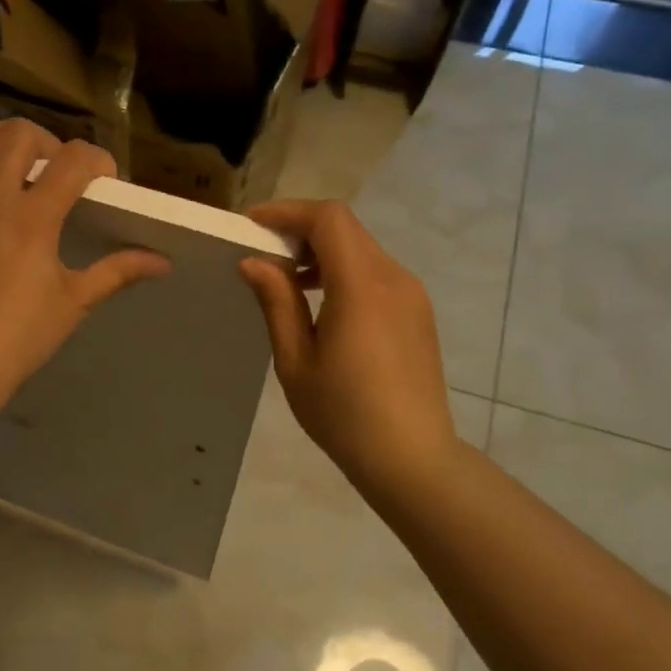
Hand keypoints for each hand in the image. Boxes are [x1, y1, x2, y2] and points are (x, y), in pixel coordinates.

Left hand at [0, 120, 170, 396]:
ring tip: (3, 151)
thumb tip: (163, 262)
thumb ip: (117, 271)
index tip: (102, 177)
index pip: (73, 162)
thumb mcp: (74, 301)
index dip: (96, 160)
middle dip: (45, 141)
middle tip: (52, 167)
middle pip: (17, 136)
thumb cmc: (20, 335)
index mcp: (33, 216)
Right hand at [238, 200, 462, 499]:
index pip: (328, 220)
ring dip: (323, 251)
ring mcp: (411, 294)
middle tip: (264, 252)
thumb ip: (277, 303)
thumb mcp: (296, 361)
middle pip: (346, 228)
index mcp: (362, 287)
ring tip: (288, 282)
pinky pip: (376, 272)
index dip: (288, 212)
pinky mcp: (417, 312)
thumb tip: (254, 262)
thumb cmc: (344, 414)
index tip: (253, 225)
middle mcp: (393, 278)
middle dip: (302, 229)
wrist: (411, 458)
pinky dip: (344, 271)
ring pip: (362, 248)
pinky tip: (323, 305)